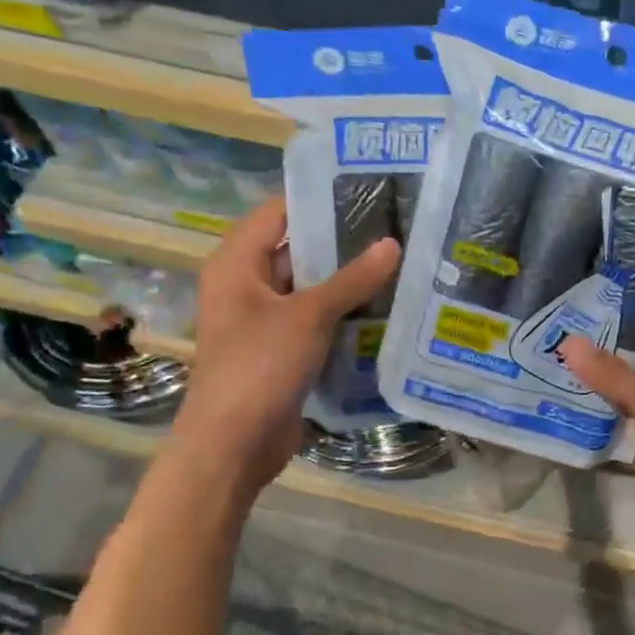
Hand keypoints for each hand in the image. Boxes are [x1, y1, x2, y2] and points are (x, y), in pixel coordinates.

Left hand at [173, 197, 400, 492]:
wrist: (233, 444)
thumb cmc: (259, 366)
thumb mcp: (309, 316)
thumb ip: (352, 279)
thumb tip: (393, 244)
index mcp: (237, 264)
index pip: (279, 213)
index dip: (319, 199)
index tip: (367, 190)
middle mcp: (248, 286)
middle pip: (299, 250)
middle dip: (344, 243)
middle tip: (396, 228)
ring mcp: (266, 321)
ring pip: (313, 289)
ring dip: (349, 282)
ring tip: (401, 263)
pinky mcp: (284, 351)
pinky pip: (318, 322)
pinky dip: (346, 315)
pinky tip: (386, 308)